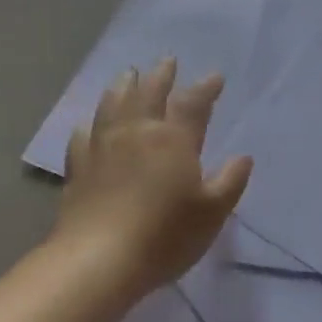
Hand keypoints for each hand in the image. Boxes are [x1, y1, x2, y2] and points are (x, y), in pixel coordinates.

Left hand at [53, 57, 253, 297]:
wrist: (99, 259)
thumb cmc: (165, 235)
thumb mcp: (212, 212)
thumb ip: (230, 181)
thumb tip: (243, 157)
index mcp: (173, 139)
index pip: (193, 104)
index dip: (205, 88)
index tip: (214, 77)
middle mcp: (136, 133)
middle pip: (148, 93)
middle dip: (161, 76)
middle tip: (167, 61)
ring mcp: (102, 147)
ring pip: (112, 105)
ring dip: (123, 86)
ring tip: (128, 75)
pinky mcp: (78, 168)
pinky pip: (82, 136)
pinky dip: (89, 124)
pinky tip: (88, 124)